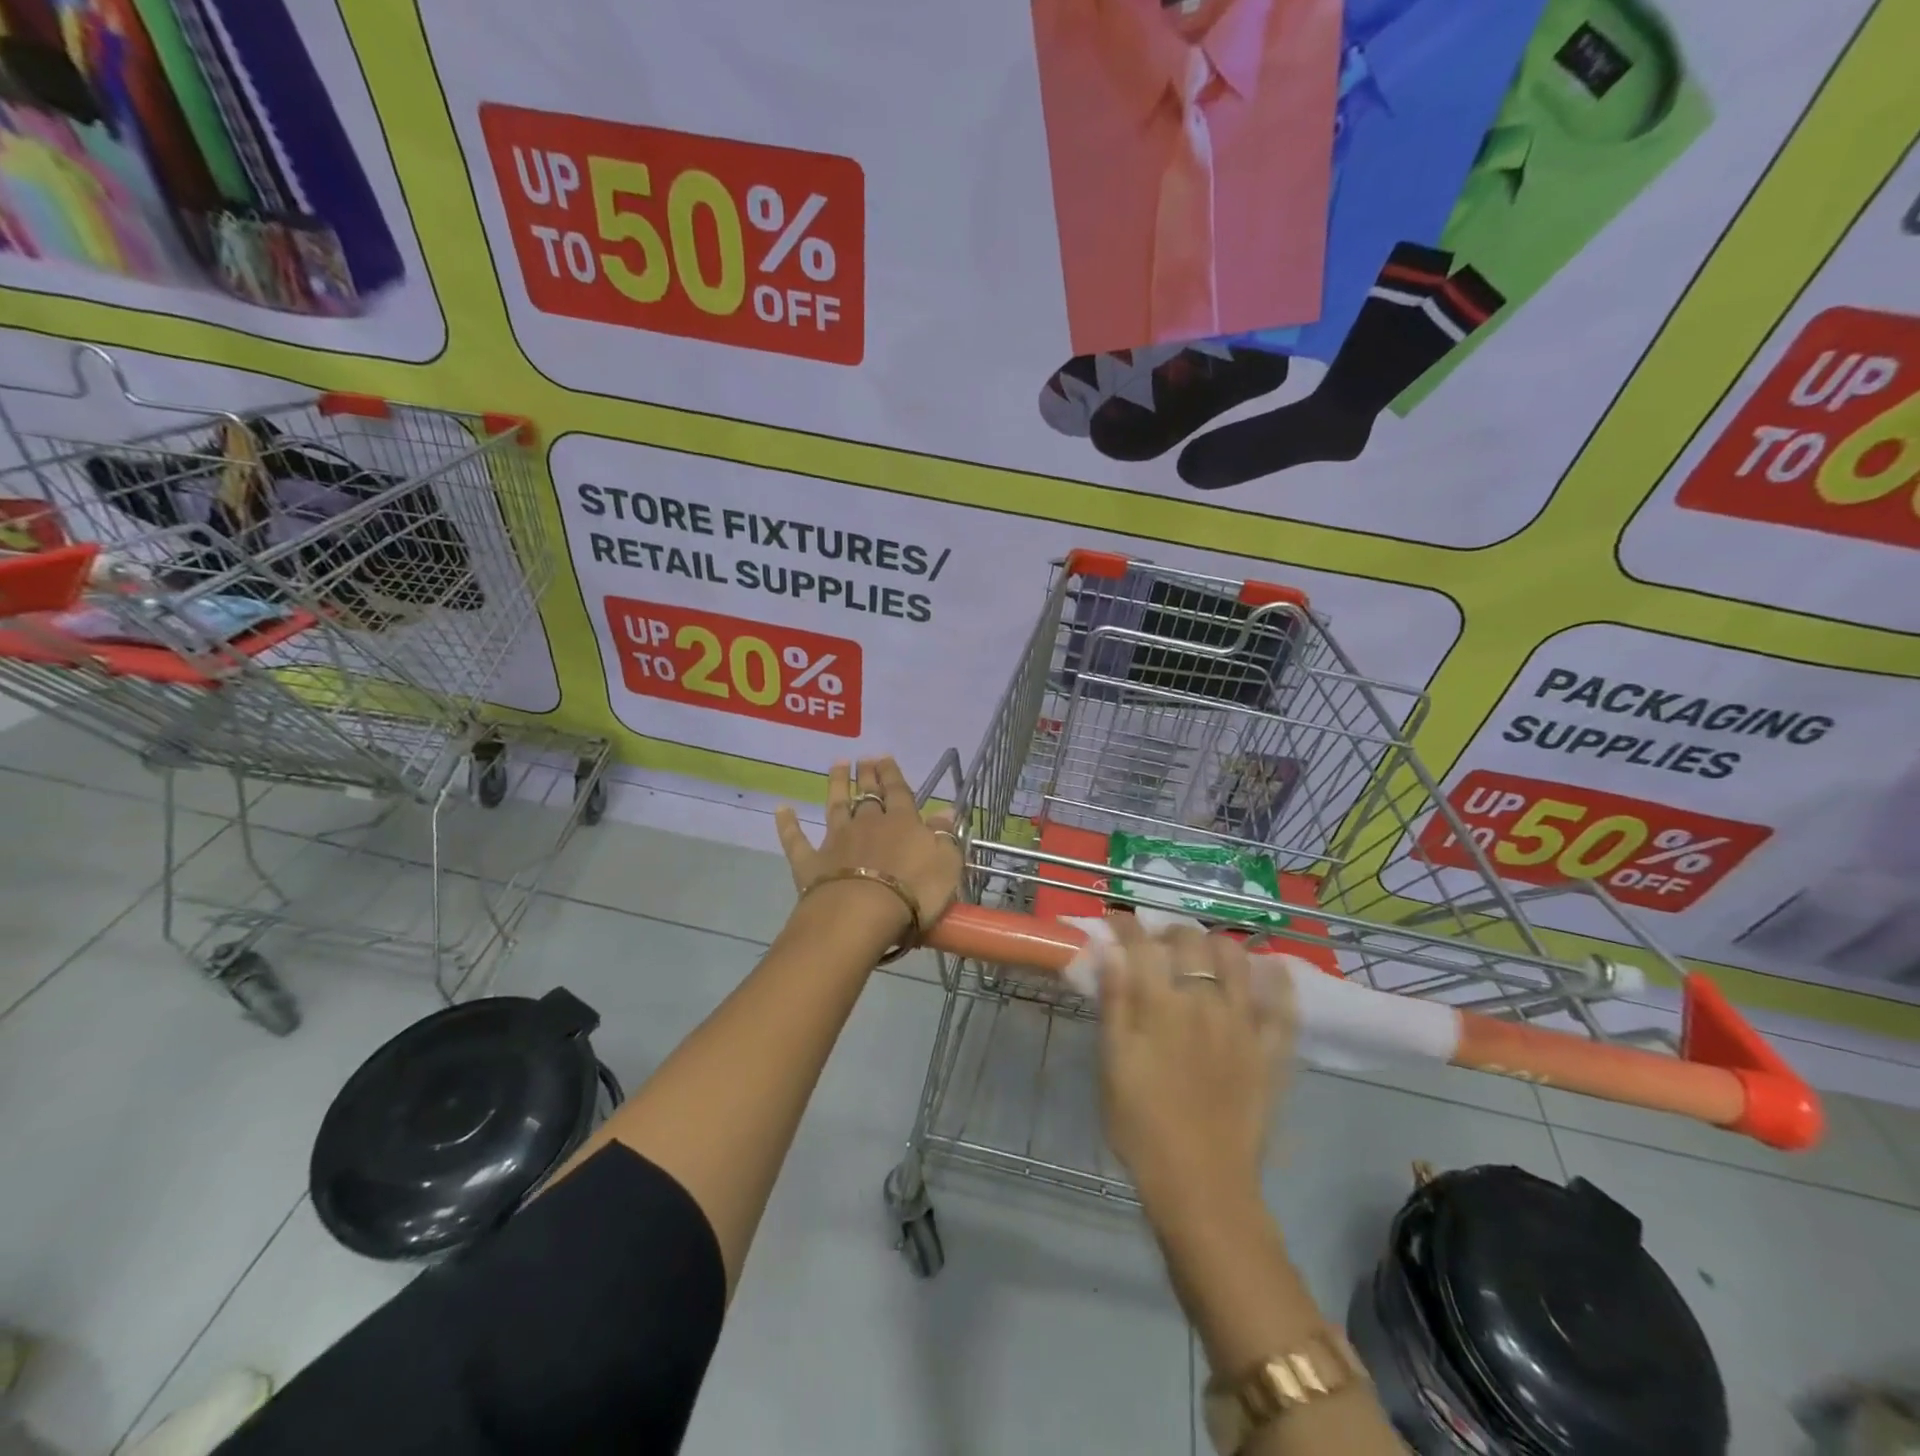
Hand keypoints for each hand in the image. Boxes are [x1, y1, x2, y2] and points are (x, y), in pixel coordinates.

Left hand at [774, 758, 963, 946]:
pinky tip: (781, 809)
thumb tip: (946, 810)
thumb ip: (945, 835)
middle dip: (867, 776)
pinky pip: (797, 840)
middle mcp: (868, 824)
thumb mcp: (946, 863)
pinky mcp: (811, 863)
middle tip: (864, 759)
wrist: (863, 914)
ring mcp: (836, 841)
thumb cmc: (914, 892)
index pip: (899, 792)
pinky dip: (788, 824)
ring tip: (837, 765)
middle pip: (868, 795)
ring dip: (837, 785)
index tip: (885, 758)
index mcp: (903, 823)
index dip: (893, 775)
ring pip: (836, 806)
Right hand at [1096, 919, 1294, 1223]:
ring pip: (1238, 959)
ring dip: (1218, 943)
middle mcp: (1205, 1003)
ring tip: (1204, 952)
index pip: (1142, 944)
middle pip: (1192, 941)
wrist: (1200, 1186)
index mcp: (1160, 1006)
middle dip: (1170, 930)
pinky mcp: (1272, 1052)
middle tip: (1157, 941)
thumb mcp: (1113, 1063)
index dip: (1127, 924)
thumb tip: (1110, 950)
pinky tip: (1271, 967)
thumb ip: (1114, 1002)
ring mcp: (1244, 1025)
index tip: (1116, 920)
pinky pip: (1283, 1006)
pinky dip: (1279, 979)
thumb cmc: (1142, 1126)